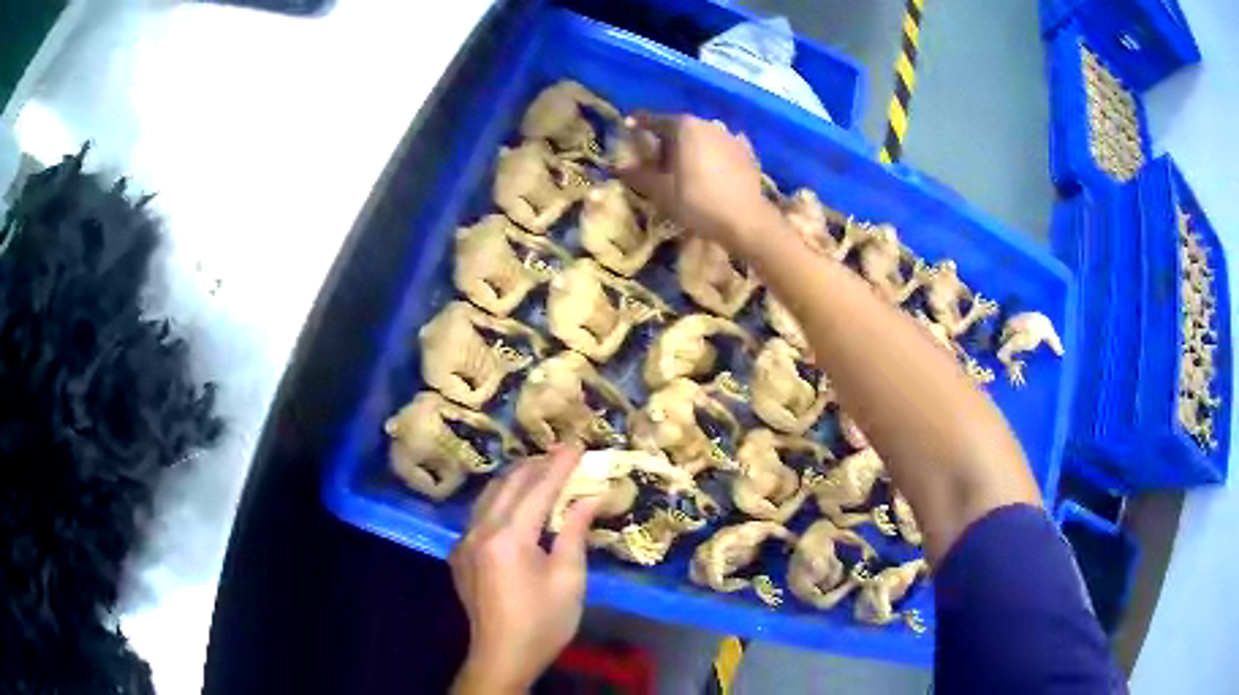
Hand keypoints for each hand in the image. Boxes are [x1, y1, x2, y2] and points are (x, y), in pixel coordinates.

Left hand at [449, 447, 598, 694]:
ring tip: (542, 471)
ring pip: (488, 496)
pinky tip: (516, 504)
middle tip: (563, 454)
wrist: (502, 656)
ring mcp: (464, 542)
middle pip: (508, 485)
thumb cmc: (544, 622)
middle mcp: (479, 532)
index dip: (559, 466)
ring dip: (516, 480)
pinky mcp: (459, 555)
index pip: (537, 490)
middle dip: (536, 466)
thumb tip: (589, 497)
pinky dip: (501, 501)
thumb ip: (574, 532)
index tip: (577, 445)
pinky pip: (479, 515)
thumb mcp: (569, 579)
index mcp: (508, 538)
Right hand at [617, 113, 777, 253]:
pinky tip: (712, 167)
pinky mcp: (747, 152)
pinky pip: (723, 147)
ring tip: (685, 165)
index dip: (639, 123)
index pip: (655, 120)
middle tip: (657, 158)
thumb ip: (638, 175)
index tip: (628, 125)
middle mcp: (708, 124)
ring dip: (691, 146)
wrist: (746, 220)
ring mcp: (731, 136)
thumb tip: (619, 166)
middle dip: (667, 139)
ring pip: (703, 136)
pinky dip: (713, 153)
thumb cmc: (698, 202)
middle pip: (681, 127)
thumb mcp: (661, 191)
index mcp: (684, 127)